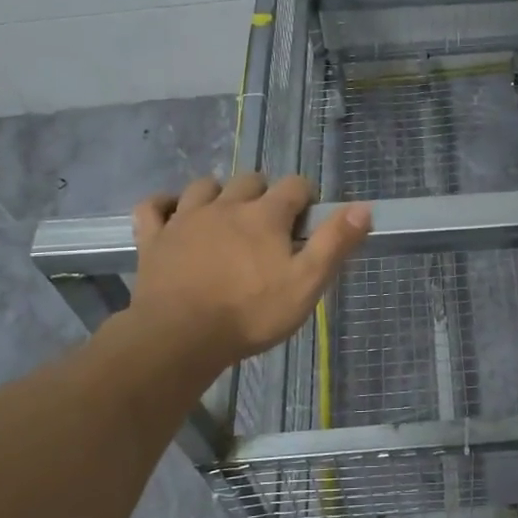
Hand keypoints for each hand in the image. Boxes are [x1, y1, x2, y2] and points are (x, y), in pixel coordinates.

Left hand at [110, 173, 370, 383]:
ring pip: (203, 186)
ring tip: (225, 216)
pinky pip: (153, 206)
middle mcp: (226, 206)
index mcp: (265, 215)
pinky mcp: (155, 239)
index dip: (306, 196)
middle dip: (264, 194)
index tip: (309, 218)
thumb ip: (335, 243)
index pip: (295, 186)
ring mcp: (185, 219)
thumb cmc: (250, 313)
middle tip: (270, 224)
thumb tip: (363, 207)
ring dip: (218, 194)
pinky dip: (164, 204)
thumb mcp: (306, 283)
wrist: (180, 337)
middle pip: (250, 181)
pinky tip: (172, 213)